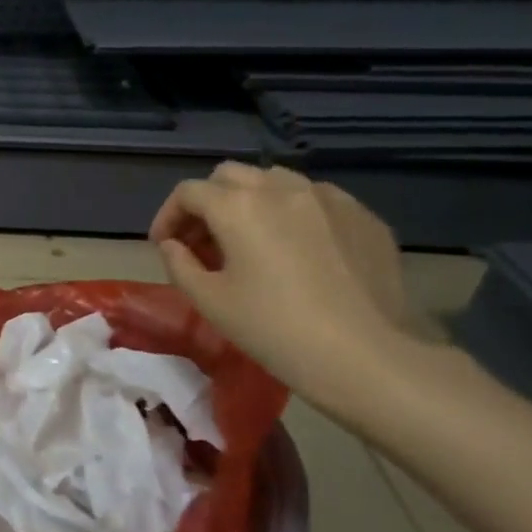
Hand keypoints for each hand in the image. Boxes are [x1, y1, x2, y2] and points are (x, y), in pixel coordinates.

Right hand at [149, 163, 417, 410]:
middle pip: (230, 175)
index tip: (164, 245)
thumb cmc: (274, 329)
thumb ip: (180, 264)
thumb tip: (173, 246)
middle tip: (203, 240)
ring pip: (275, 180)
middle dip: (207, 201)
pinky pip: (316, 199)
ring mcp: (329, 198)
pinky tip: (297, 249)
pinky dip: (293, 213)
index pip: (188, 193)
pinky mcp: (364, 216)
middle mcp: (281, 188)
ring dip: (251, 200)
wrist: (367, 356)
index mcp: (238, 206)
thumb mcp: (210, 302)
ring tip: (250, 238)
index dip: (167, 216)